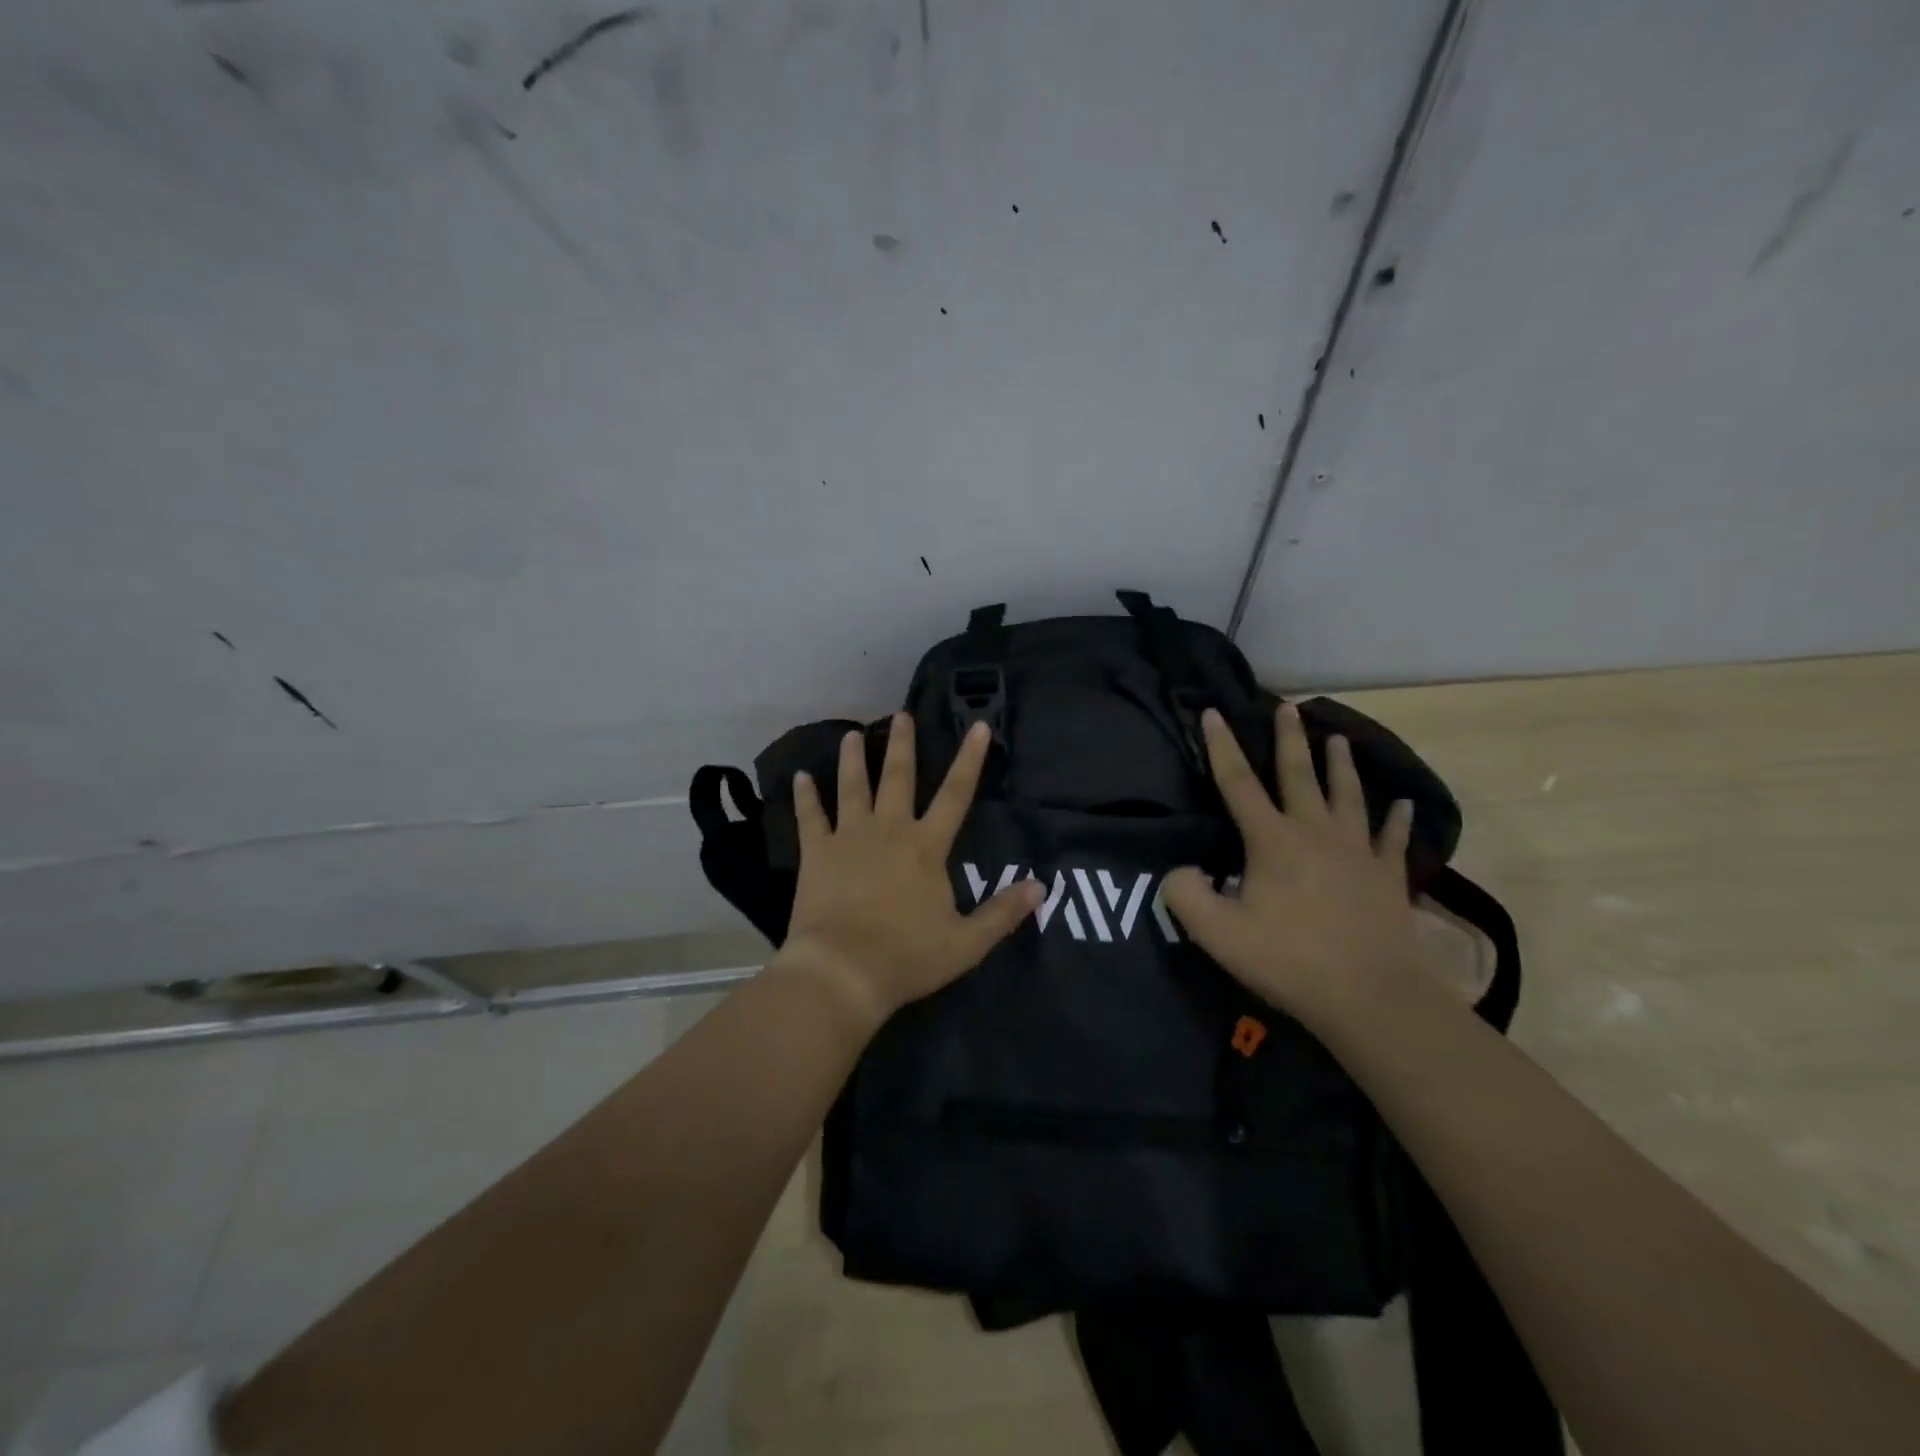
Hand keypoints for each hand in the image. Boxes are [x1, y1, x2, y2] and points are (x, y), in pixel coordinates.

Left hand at [778, 714, 1041, 1025]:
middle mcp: (889, 830)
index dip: (969, 760)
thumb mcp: (967, 942)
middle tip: (900, 715)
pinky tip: (799, 777)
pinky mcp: (817, 853)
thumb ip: (1002, 913)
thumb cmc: (907, 956)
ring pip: (853, 787)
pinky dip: (805, 797)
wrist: (843, 971)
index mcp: (926, 847)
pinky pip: (810, 817)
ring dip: (854, 759)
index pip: (955, 795)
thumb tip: (1040, 887)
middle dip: (902, 745)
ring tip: (853, 735)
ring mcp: (849, 838)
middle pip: (899, 778)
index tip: (977, 727)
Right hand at [1162, 704, 1422, 1028]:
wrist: (1371, 996)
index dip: (1222, 746)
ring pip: (1348, 795)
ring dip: (1342, 765)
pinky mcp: (1388, 876)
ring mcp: (1357, 851)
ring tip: (1338, 738)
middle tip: (1288, 707)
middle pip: (1299, 775)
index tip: (1214, 712)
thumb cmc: (1289, 960)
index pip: (1238, 783)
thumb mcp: (1218, 934)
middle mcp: (1315, 832)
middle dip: (1290, 739)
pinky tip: (1403, 804)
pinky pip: (1393, 838)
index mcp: (1272, 841)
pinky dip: (1398, 819)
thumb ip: (1186, 896)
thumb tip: (1179, 871)